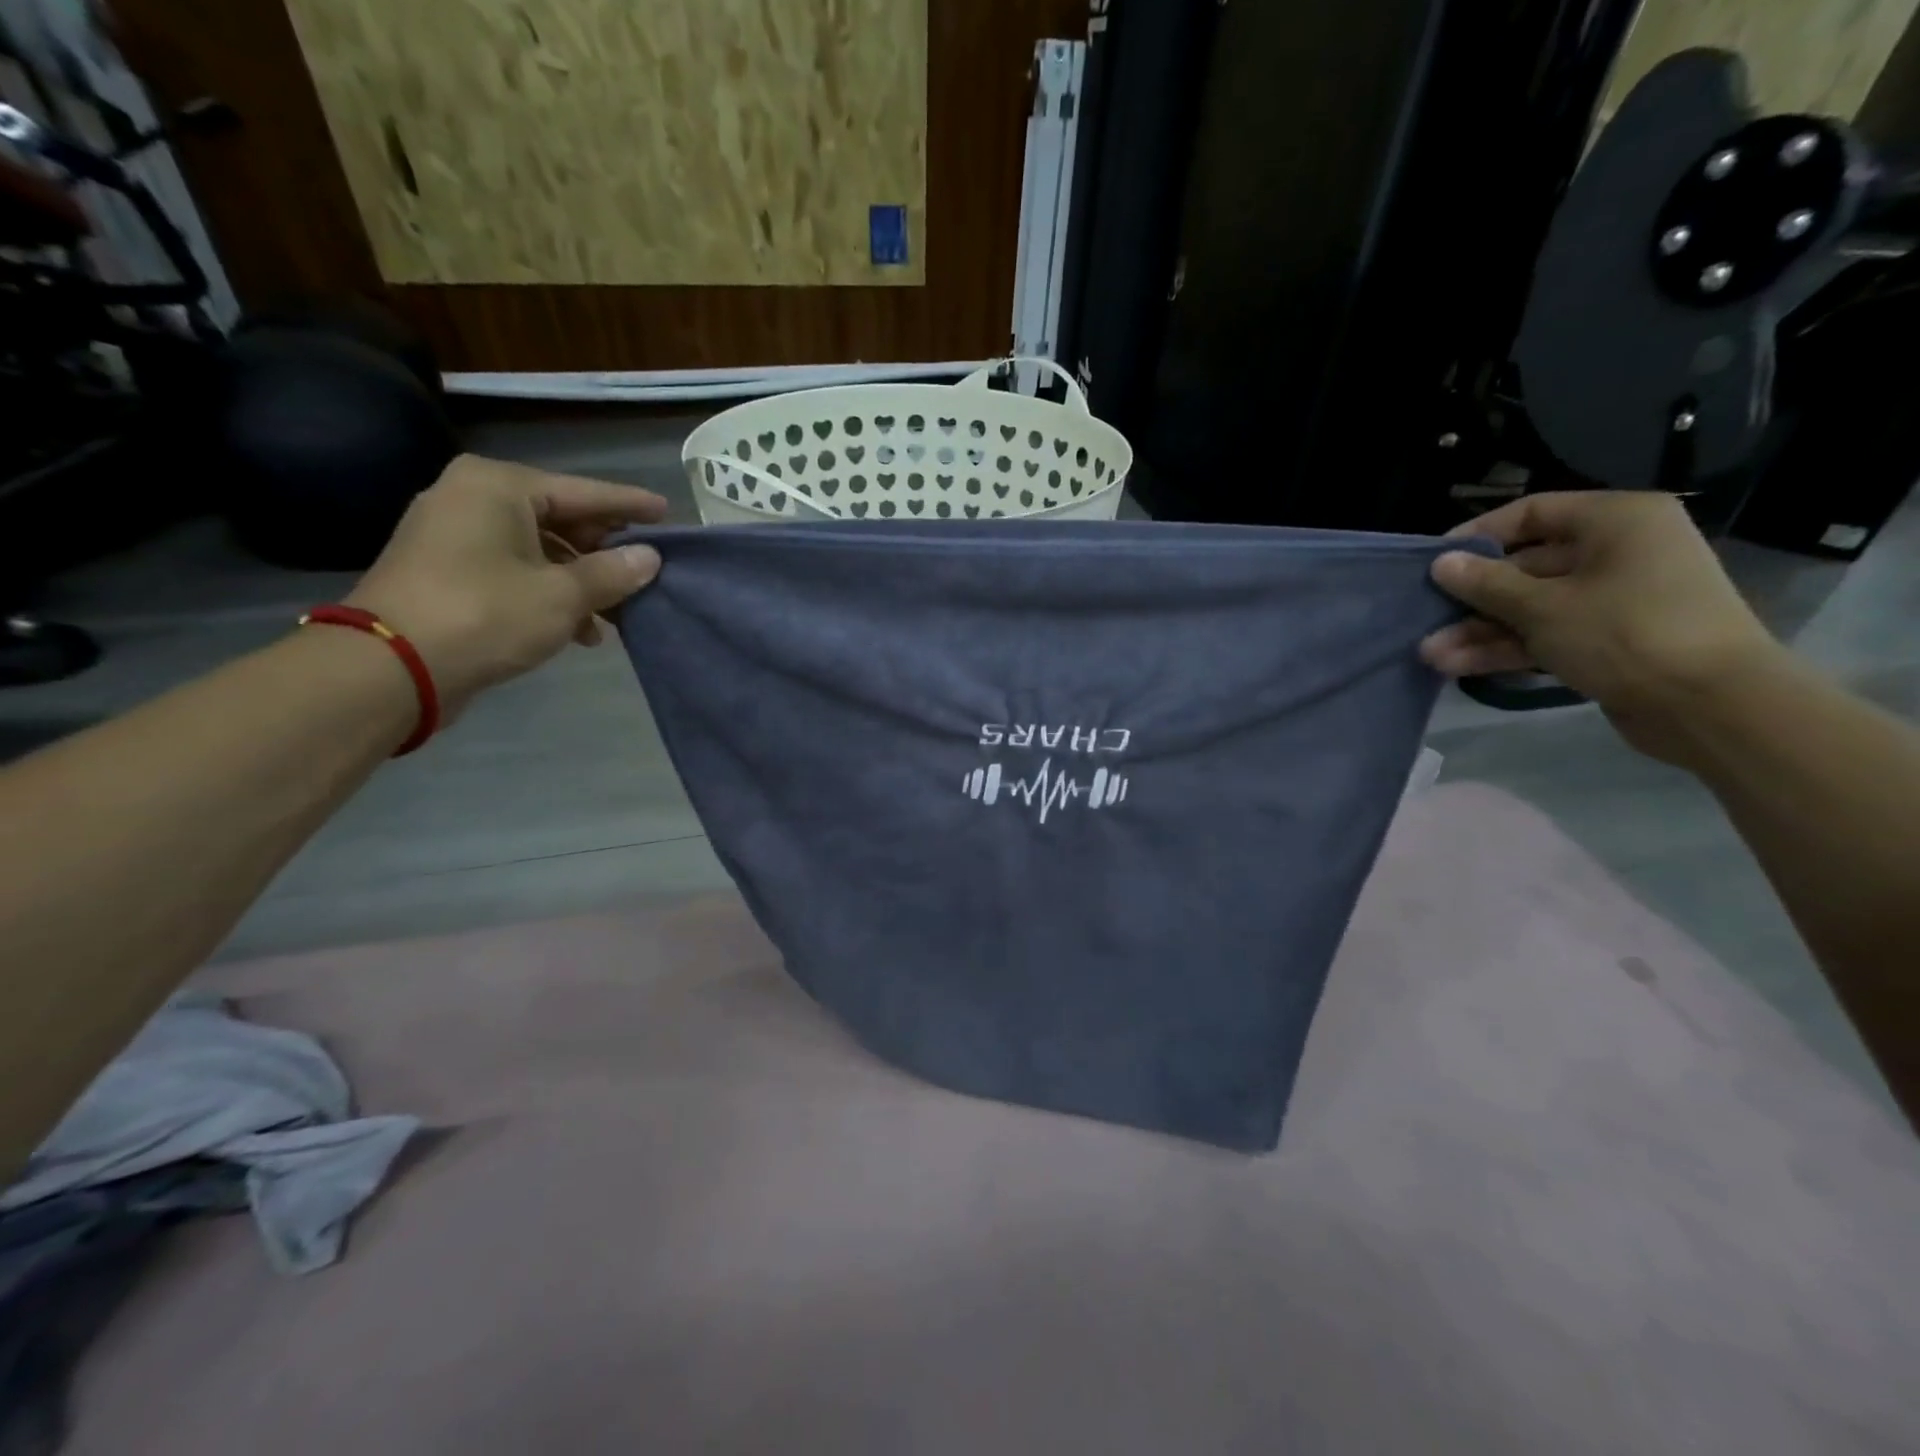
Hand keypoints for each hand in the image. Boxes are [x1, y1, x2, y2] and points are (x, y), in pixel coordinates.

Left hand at [345, 455, 666, 714]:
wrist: (390, 667)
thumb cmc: (485, 615)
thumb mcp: (563, 596)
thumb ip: (613, 573)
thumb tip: (650, 557)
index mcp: (498, 486)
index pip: (583, 491)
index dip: (629, 505)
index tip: (666, 513)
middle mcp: (471, 498)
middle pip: (560, 518)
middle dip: (604, 551)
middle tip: (644, 569)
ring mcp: (453, 535)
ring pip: (540, 549)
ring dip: (581, 581)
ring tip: (616, 614)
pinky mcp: (446, 570)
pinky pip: (515, 569)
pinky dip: (550, 593)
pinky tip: (580, 629)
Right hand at [1419, 491, 1781, 760]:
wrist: (1710, 705)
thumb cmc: (1626, 633)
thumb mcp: (1543, 607)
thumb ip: (1486, 584)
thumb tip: (1442, 563)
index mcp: (1615, 522)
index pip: (1532, 513)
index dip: (1478, 536)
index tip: (1434, 562)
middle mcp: (1618, 551)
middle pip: (1526, 566)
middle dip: (1473, 599)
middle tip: (1425, 619)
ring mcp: (1614, 598)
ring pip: (1531, 607)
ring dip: (1481, 631)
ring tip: (1432, 655)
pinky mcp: (1609, 639)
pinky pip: (1547, 634)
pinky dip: (1507, 647)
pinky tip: (1459, 666)